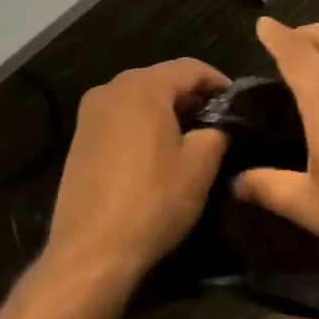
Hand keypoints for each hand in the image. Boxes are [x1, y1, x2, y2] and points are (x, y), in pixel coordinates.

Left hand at [43, 59, 230, 287]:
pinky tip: (157, 155)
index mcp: (142, 86)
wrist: (91, 251)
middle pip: (162, 80)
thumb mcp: (200, 165)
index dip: (219, 82)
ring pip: (140, 100)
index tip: (238, 105)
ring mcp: (89, 115)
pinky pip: (121, 120)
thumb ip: (216, 132)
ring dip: (167, 113)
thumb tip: (216, 127)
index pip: (191, 68)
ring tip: (191, 139)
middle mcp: (110, 89)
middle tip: (218, 122)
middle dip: (192, 97)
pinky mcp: (79, 140)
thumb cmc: (153, 200)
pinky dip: (143, 127)